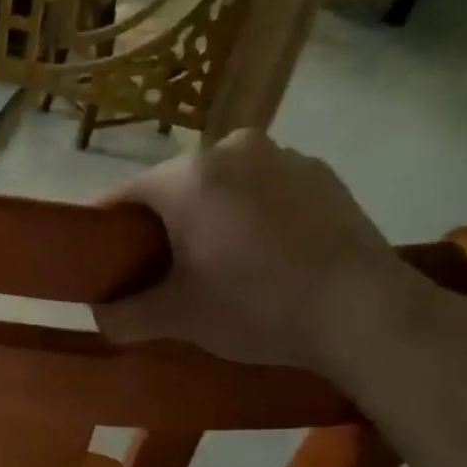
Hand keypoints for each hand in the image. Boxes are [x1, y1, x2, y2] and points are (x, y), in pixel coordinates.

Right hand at [93, 130, 420, 371]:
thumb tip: (101, 317)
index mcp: (187, 175)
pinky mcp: (322, 173)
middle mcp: (232, 148)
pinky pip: (265, 188)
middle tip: (165, 270)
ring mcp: (283, 156)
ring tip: (221, 261)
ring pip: (222, 184)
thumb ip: (123, 316)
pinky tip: (266, 253)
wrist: (365, 314)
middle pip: (175, 187)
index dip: (107, 230)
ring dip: (211, 214)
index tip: (106, 261)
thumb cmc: (255, 305)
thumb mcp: (176, 318)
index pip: (124, 196)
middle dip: (163, 224)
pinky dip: (253, 212)